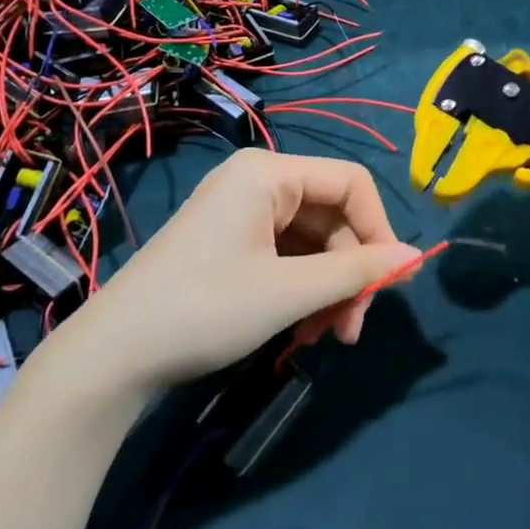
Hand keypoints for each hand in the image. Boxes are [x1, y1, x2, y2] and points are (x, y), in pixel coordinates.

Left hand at [64, 150, 422, 389]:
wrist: (113, 355)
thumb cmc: (205, 309)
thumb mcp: (288, 292)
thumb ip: (355, 271)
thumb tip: (416, 257)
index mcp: (269, 173)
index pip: (350, 182)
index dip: (379, 229)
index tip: (392, 283)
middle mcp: (257, 181)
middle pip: (332, 216)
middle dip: (350, 272)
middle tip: (351, 330)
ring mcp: (242, 212)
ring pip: (312, 241)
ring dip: (328, 288)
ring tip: (325, 338)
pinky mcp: (231, 241)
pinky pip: (286, 255)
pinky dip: (302, 289)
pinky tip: (301, 329)